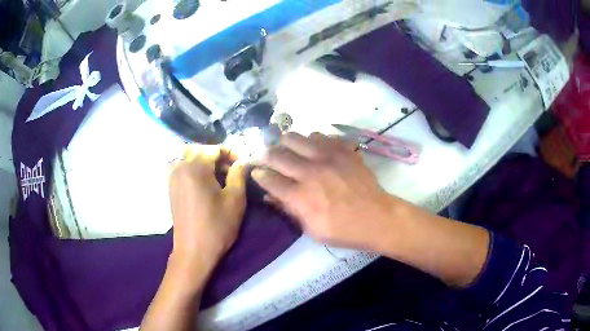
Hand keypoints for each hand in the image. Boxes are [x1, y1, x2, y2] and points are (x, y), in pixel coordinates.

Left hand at [168, 145, 246, 275]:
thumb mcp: (235, 200)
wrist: (193, 251)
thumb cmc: (216, 227)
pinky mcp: (171, 188)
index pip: (214, 149)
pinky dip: (194, 169)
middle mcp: (180, 168)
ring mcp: (173, 178)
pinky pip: (182, 168)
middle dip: (216, 155)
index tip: (242, 164)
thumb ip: (239, 175)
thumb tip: (241, 161)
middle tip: (230, 169)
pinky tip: (204, 184)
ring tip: (218, 176)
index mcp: (195, 167)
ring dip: (204, 161)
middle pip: (199, 149)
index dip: (230, 152)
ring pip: (188, 157)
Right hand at [252, 132, 399, 250]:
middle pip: (278, 154)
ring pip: (296, 138)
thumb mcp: (311, 229)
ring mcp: (327, 157)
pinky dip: (311, 140)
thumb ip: (289, 210)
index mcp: (301, 197)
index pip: (269, 179)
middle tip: (267, 157)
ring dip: (287, 143)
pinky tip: (313, 147)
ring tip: (288, 148)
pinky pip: (320, 135)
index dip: (259, 175)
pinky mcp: (342, 150)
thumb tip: (270, 196)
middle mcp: (310, 173)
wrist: (376, 217)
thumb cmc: (343, 230)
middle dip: (267, 155)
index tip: (256, 172)